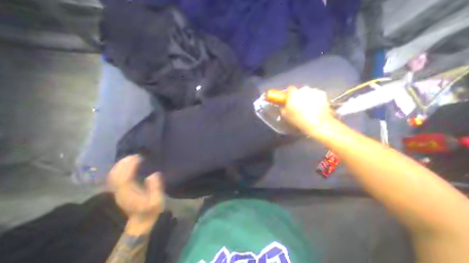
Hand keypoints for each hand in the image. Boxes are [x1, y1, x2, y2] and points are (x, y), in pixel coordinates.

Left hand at [107, 155, 163, 232]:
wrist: (140, 221)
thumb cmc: (151, 210)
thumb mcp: (157, 201)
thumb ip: (156, 188)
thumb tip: (153, 174)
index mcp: (129, 193)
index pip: (124, 177)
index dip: (129, 166)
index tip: (139, 157)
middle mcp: (119, 192)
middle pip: (115, 175)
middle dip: (124, 163)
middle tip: (135, 155)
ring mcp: (116, 192)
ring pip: (112, 176)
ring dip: (120, 165)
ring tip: (131, 157)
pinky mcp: (117, 191)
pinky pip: (113, 178)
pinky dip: (118, 169)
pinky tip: (125, 165)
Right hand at [279, 86, 334, 136]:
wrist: (317, 124)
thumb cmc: (298, 119)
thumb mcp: (284, 116)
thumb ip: (282, 108)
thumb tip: (284, 106)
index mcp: (293, 93)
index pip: (289, 89)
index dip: (289, 95)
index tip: (288, 101)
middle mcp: (304, 89)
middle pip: (300, 91)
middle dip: (299, 97)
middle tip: (298, 106)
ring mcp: (315, 91)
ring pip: (309, 93)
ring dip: (308, 98)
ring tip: (308, 109)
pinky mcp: (324, 95)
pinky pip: (317, 96)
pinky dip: (316, 100)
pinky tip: (316, 109)